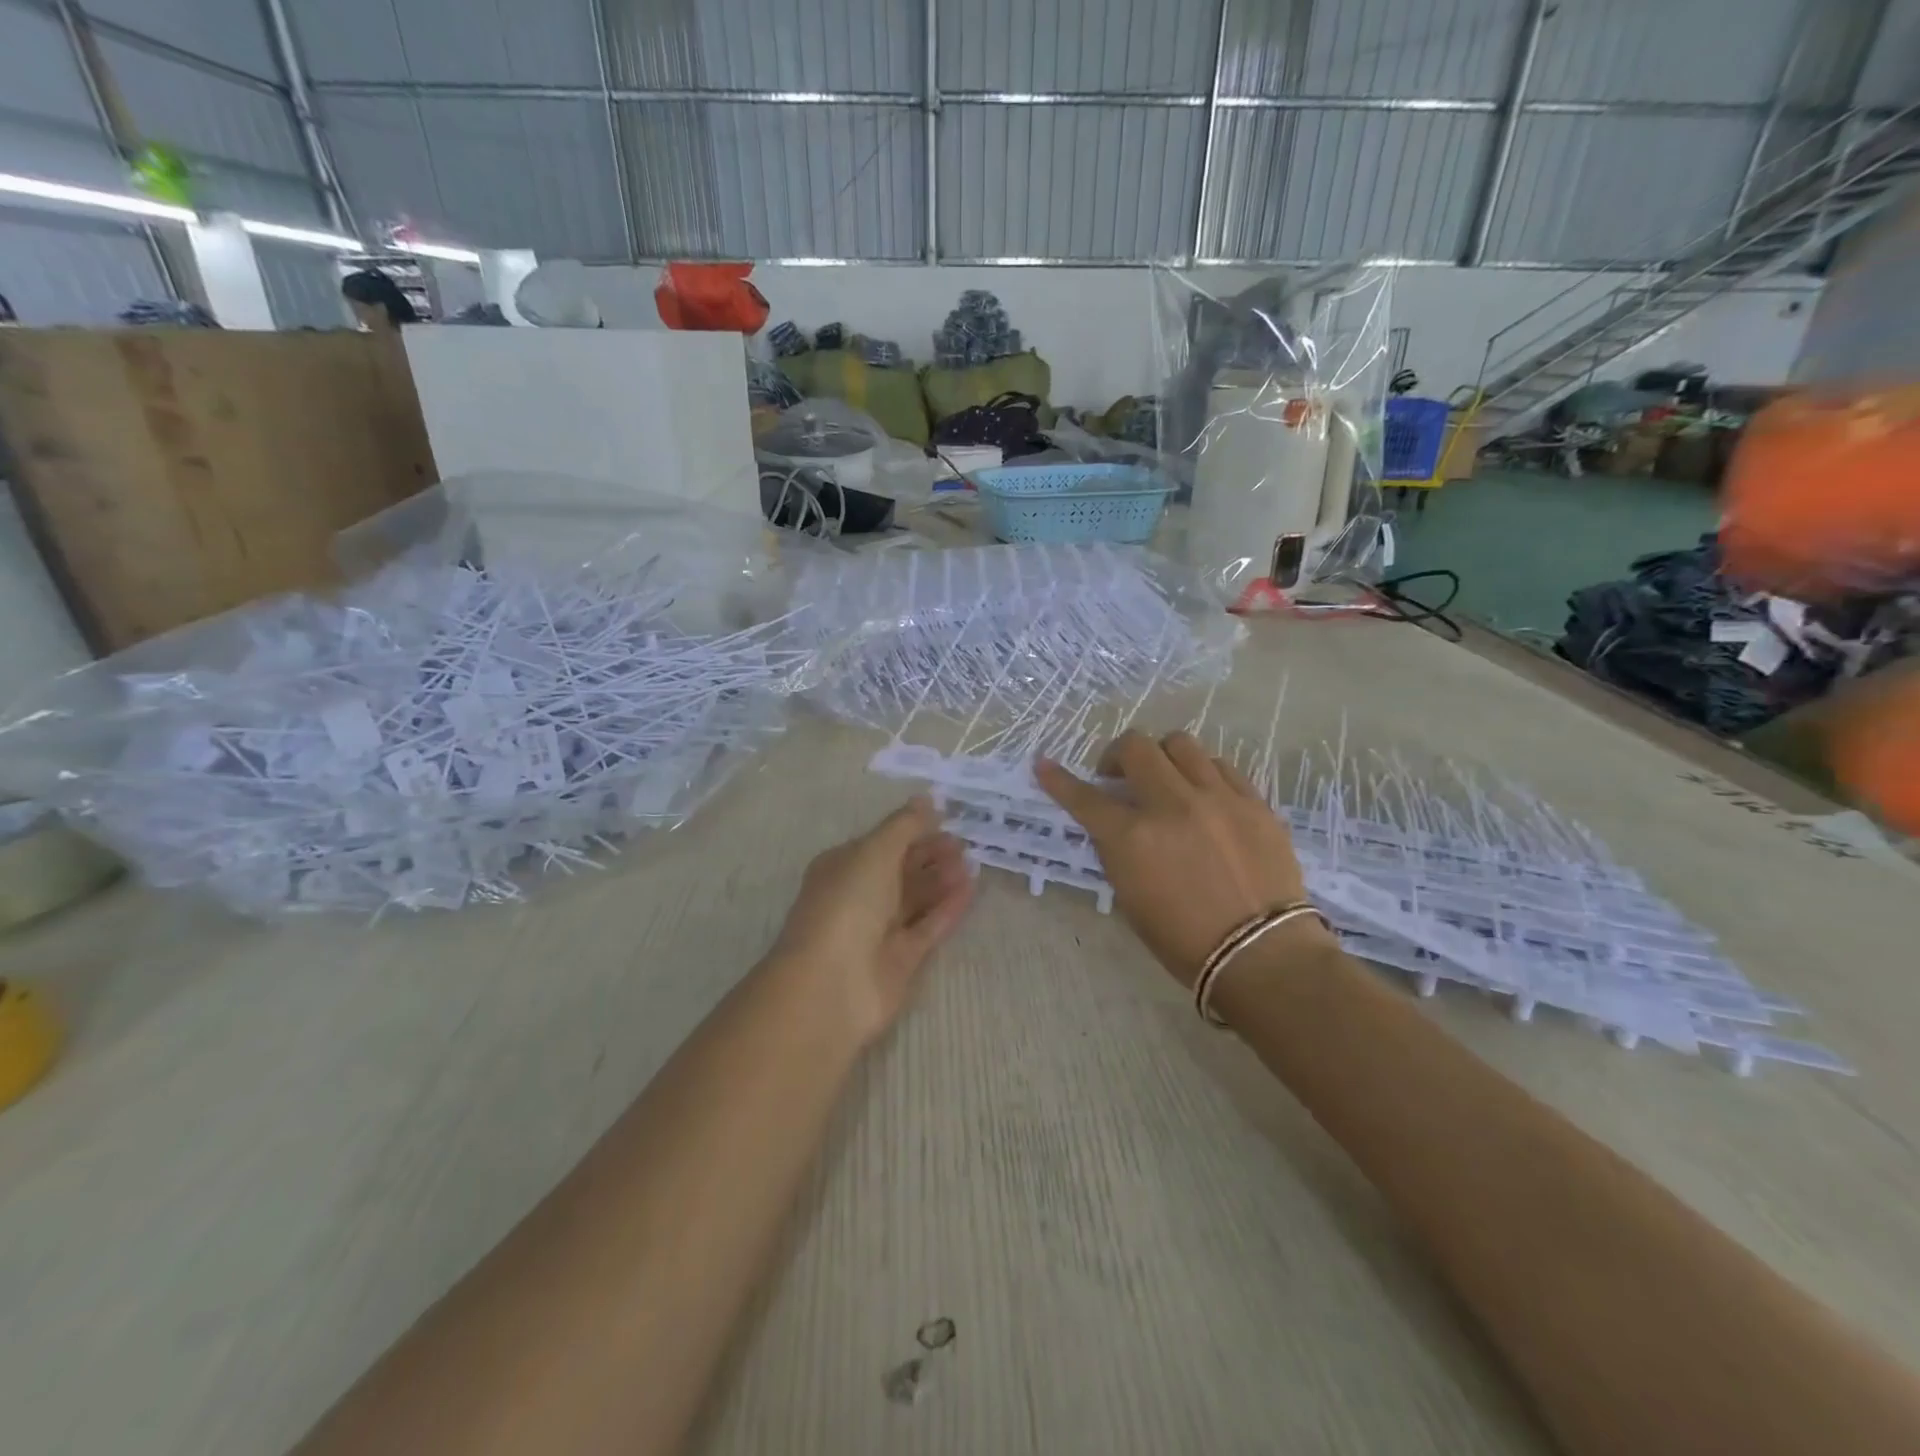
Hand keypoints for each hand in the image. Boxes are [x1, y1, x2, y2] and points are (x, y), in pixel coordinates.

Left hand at [770, 796, 975, 1043]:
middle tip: (964, 842)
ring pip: (916, 898)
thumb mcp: (874, 852)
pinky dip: (948, 908)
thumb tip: (926, 798)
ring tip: (971, 862)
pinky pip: (928, 926)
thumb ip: (904, 826)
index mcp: (842, 867)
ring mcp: (879, 930)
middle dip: (930, 854)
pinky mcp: (901, 959)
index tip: (946, 818)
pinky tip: (971, 889)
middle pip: (900, 870)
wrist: (832, 985)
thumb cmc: (847, 905)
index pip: (881, 843)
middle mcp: (859, 896)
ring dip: (942, 879)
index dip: (911, 830)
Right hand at [1036, 730, 1327, 988]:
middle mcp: (1172, 805)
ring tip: (1165, 779)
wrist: (1261, 954)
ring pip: (1181, 744)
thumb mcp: (1130, 898)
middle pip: (1135, 748)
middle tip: (1119, 777)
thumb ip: (1118, 852)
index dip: (1058, 780)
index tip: (1044, 765)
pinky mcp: (1254, 802)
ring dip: (1161, 757)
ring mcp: (1218, 798)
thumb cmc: (1184, 940)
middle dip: (1116, 755)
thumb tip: (1114, 824)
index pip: (1084, 797)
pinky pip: (1221, 767)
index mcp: (1133, 838)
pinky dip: (1202, 773)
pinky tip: (1203, 795)